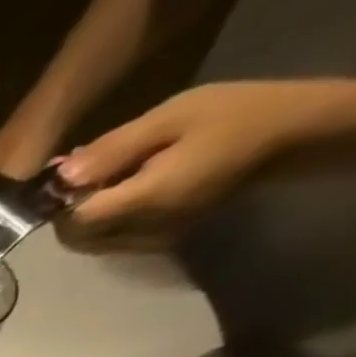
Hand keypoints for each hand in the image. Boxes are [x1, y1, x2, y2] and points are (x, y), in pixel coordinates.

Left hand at [56, 80, 349, 248]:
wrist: (293, 134)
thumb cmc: (236, 115)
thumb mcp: (172, 117)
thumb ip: (113, 151)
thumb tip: (61, 177)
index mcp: (146, 201)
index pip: (77, 220)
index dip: (62, 201)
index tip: (68, 172)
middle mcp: (143, 232)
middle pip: (78, 237)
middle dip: (70, 210)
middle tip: (87, 170)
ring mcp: (153, 241)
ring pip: (93, 241)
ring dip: (87, 214)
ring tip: (107, 172)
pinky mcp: (161, 239)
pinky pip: (115, 238)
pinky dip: (107, 217)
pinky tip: (124, 184)